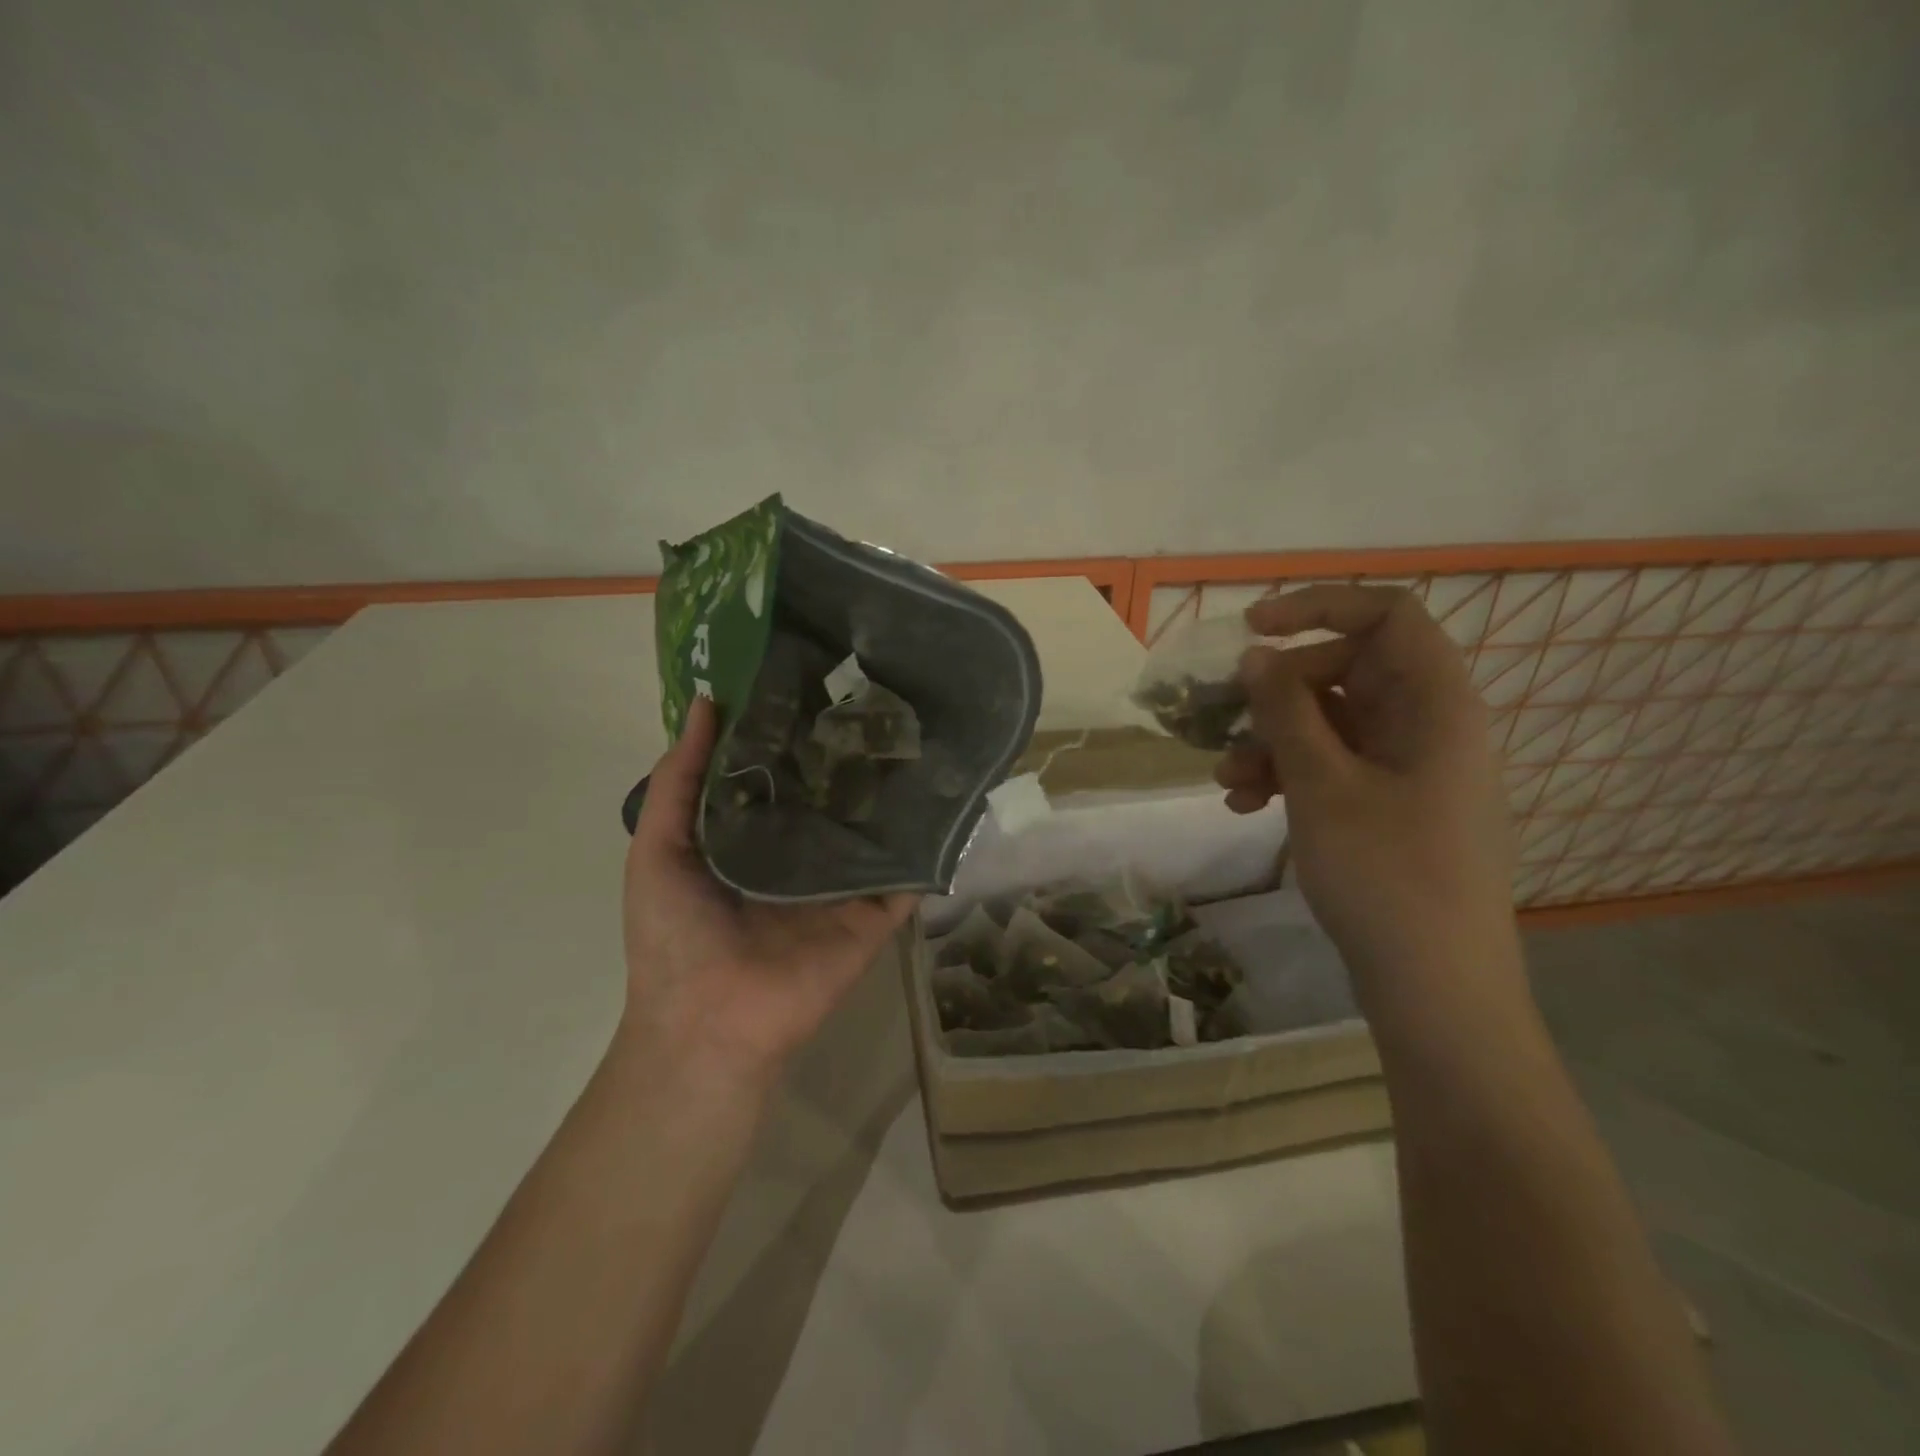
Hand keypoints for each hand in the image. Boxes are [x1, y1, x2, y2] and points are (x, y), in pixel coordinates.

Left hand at [620, 695, 917, 1087]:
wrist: (708, 1023)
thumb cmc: (673, 934)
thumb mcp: (658, 848)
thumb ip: (677, 780)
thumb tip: (706, 703)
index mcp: (752, 836)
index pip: (782, 773)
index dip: (794, 731)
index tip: (818, 679)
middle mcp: (801, 854)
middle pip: (833, 796)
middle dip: (849, 753)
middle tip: (878, 695)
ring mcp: (842, 884)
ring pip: (874, 828)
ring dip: (893, 790)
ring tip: (920, 730)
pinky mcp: (875, 913)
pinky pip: (906, 874)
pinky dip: (928, 844)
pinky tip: (949, 795)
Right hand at [1215, 585, 1515, 984]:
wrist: (1435, 987)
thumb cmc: (1386, 875)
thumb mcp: (1322, 785)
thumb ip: (1286, 711)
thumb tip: (1256, 656)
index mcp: (1435, 704)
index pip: (1386, 615)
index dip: (1318, 607)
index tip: (1252, 630)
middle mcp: (1427, 725)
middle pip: (1345, 671)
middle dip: (1276, 693)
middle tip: (1223, 719)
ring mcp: (1408, 768)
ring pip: (1330, 723)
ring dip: (1271, 741)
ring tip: (1227, 781)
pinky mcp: (1388, 805)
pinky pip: (1332, 765)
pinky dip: (1288, 775)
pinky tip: (1246, 805)